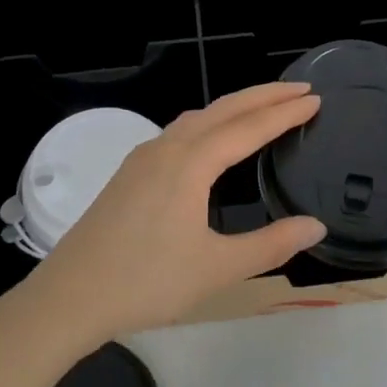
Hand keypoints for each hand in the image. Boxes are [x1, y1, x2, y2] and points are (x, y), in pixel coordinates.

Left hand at [11, 82, 326, 354]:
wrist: (70, 296)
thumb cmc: (146, 282)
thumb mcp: (217, 268)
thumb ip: (271, 245)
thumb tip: (316, 226)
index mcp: (190, 163)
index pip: (248, 127)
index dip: (285, 113)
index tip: (315, 99)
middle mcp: (166, 149)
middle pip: (222, 109)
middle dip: (263, 96)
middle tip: (299, 89)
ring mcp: (142, 159)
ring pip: (196, 118)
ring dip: (233, 107)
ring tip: (262, 108)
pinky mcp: (129, 174)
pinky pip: (178, 132)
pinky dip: (208, 123)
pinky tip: (210, 142)